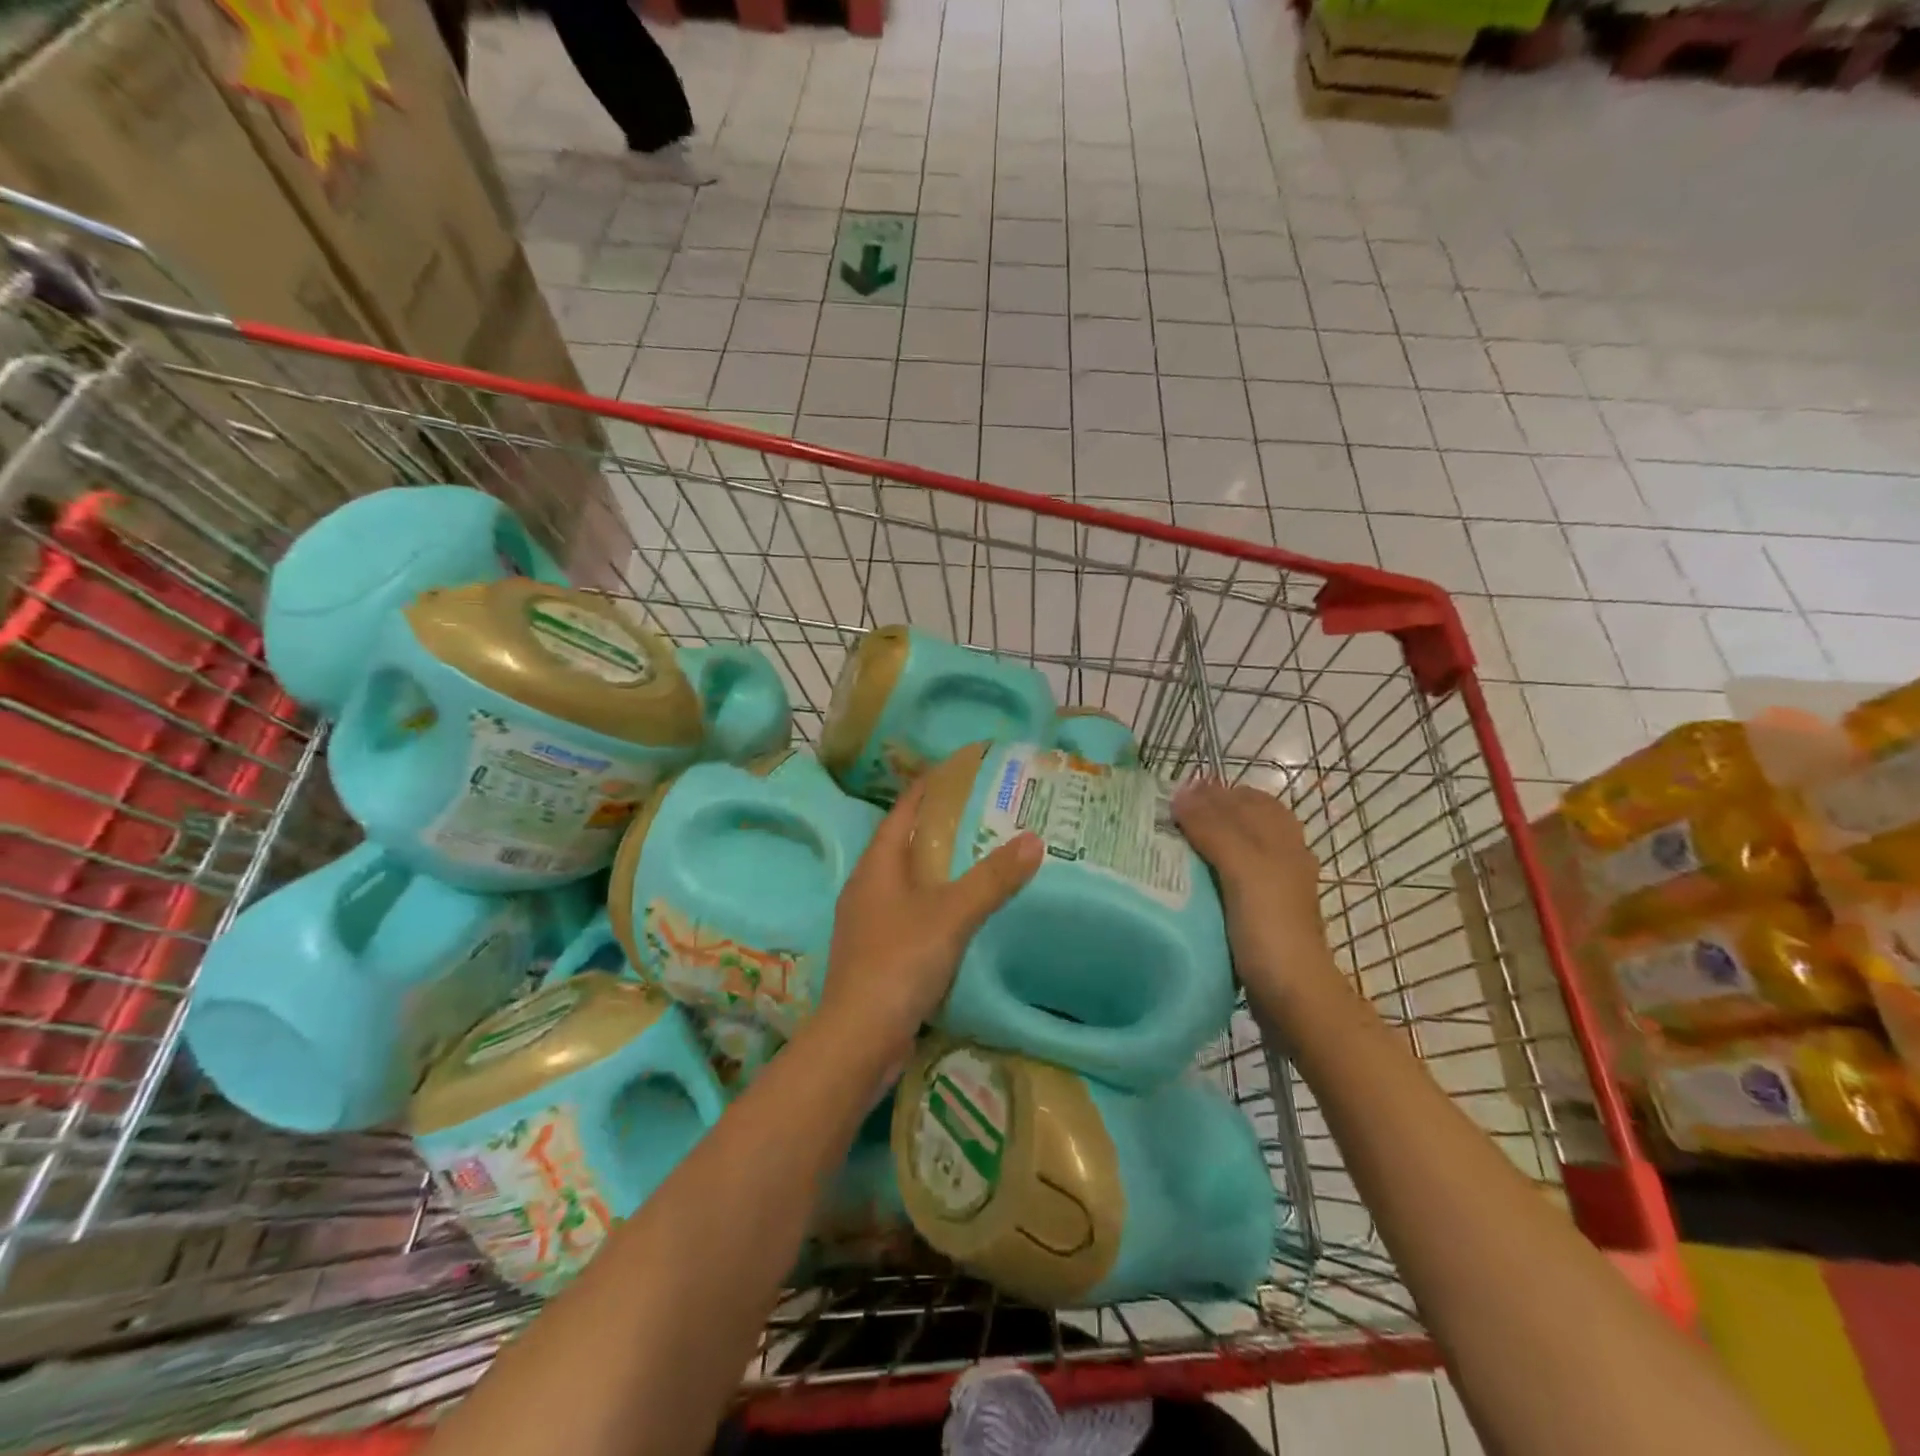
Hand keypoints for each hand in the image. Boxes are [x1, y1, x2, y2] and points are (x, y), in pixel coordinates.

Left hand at [819, 778, 1043, 1057]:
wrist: (859, 1038)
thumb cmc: (899, 962)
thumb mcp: (951, 914)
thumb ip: (992, 878)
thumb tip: (1033, 839)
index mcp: (876, 866)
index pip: (902, 812)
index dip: (927, 788)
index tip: (958, 771)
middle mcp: (866, 887)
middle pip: (903, 844)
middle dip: (937, 826)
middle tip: (981, 813)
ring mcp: (868, 922)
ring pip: (906, 881)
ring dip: (936, 867)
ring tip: (976, 857)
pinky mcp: (876, 954)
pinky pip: (909, 913)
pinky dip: (934, 902)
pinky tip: (959, 912)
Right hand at [1172, 778, 1343, 1015]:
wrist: (1292, 996)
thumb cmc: (1269, 926)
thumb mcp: (1242, 867)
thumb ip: (1214, 828)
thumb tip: (1182, 791)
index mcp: (1281, 838)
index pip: (1245, 797)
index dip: (1211, 791)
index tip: (1169, 796)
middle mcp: (1280, 856)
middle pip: (1241, 822)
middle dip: (1205, 814)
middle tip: (1162, 820)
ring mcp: (1271, 888)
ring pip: (1235, 850)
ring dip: (1205, 843)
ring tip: (1167, 847)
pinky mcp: (1259, 915)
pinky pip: (1229, 879)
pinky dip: (1207, 872)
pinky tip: (1184, 883)